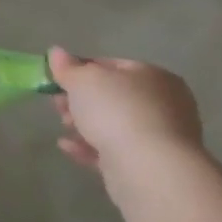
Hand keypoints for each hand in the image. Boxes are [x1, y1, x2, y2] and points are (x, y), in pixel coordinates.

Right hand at [49, 47, 203, 184]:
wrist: (149, 169)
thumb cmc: (117, 111)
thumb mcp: (82, 80)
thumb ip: (66, 66)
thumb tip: (56, 53)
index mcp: (154, 76)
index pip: (112, 66)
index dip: (81, 70)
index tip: (58, 80)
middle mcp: (164, 104)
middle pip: (112, 97)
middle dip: (80, 100)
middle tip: (57, 104)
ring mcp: (160, 137)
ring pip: (113, 124)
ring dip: (83, 123)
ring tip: (63, 126)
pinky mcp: (151, 166)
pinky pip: (115, 150)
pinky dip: (90, 146)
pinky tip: (67, 146)